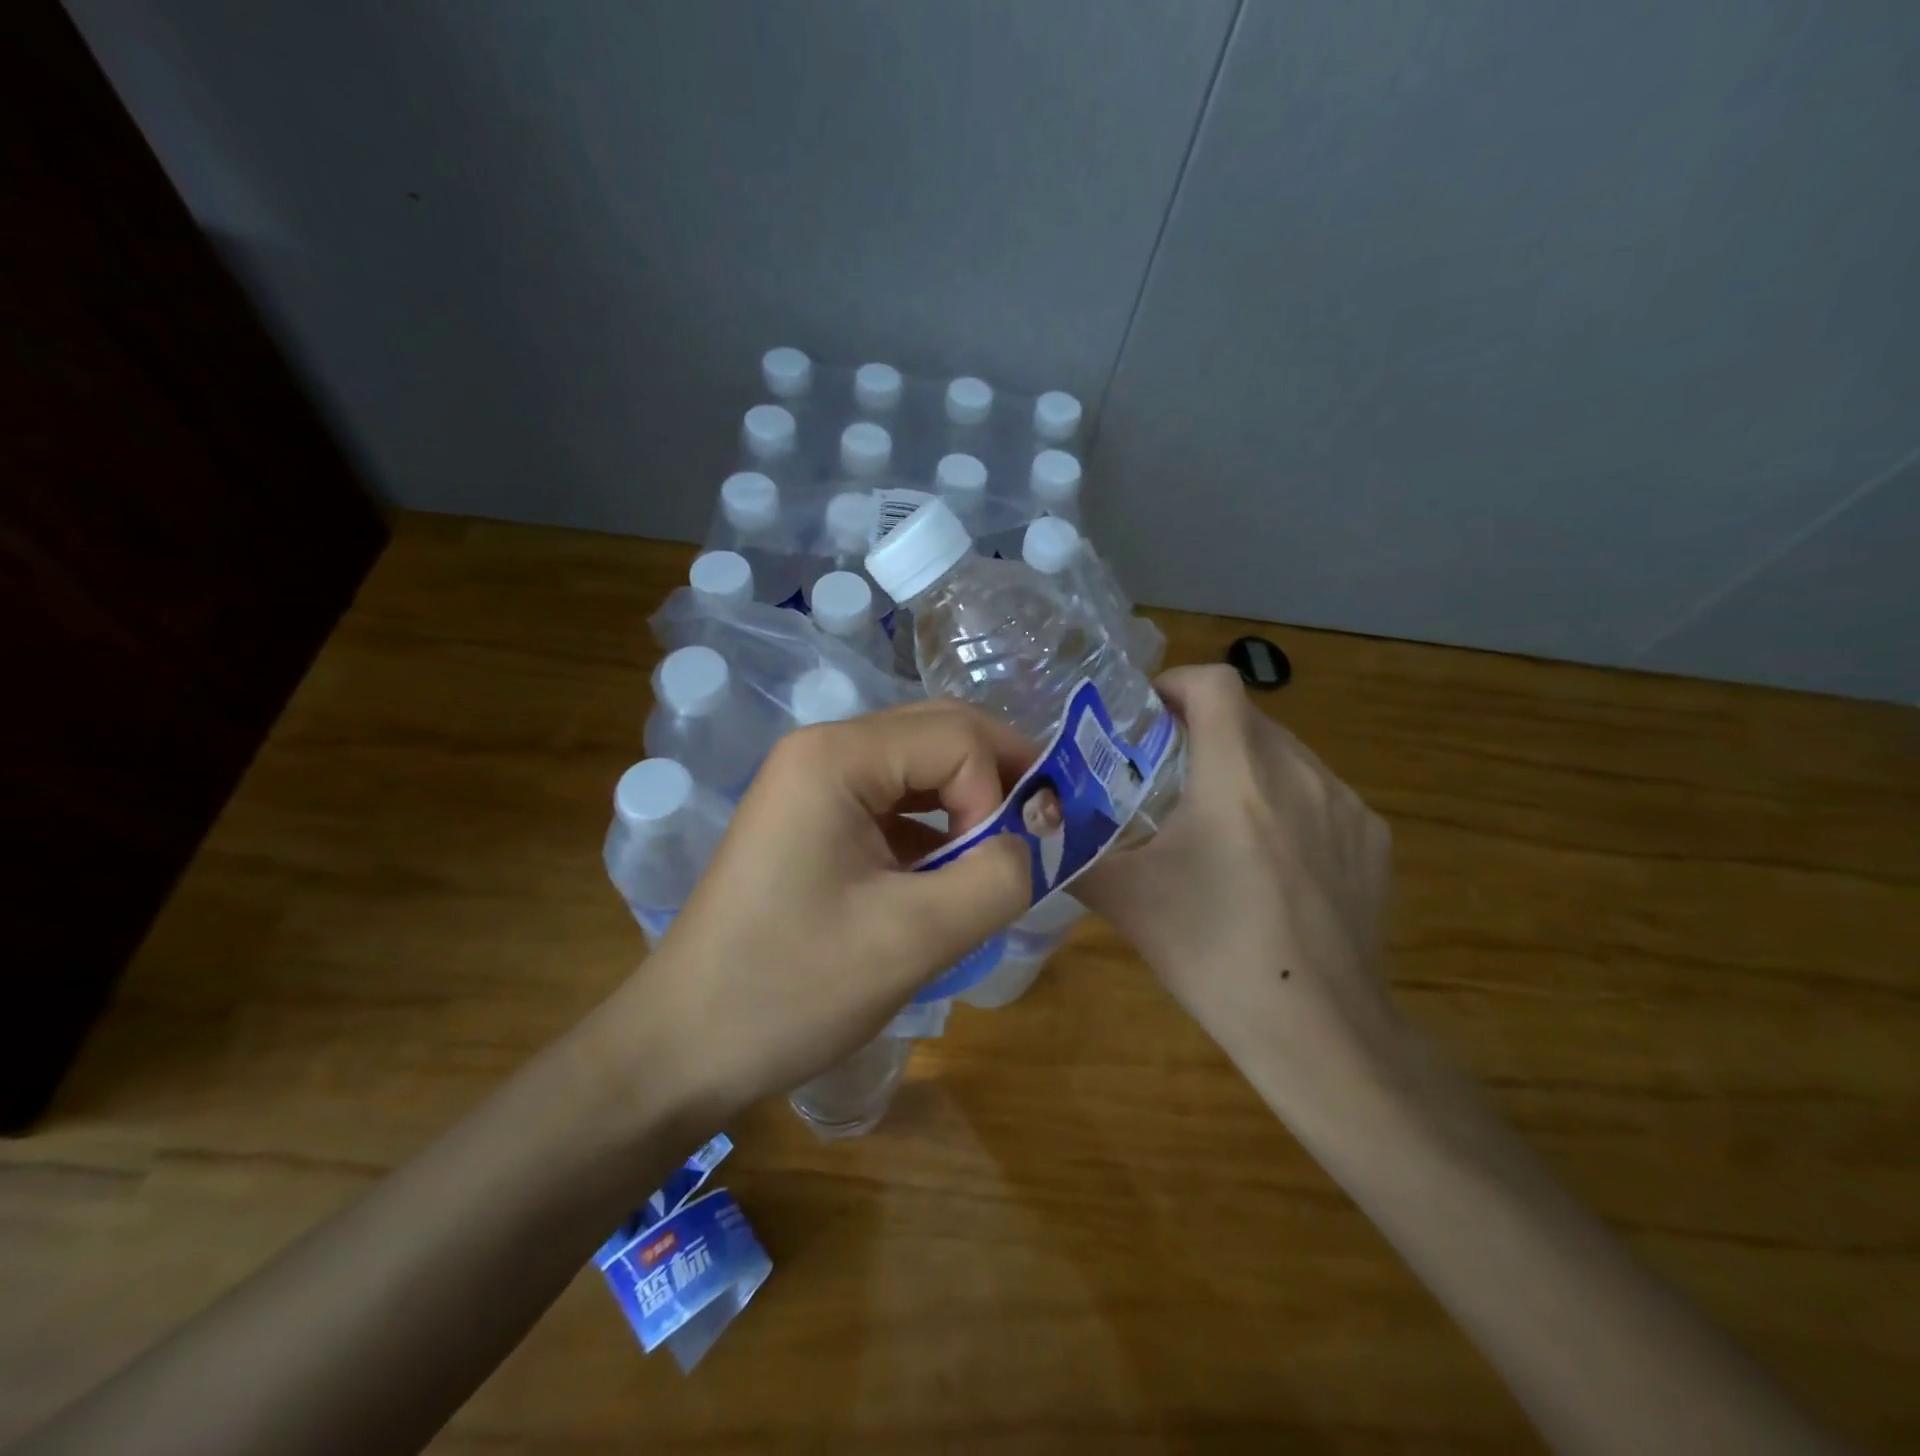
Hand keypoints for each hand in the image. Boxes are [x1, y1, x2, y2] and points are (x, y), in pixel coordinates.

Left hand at [621, 700, 1034, 1111]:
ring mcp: (812, 783)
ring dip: (969, 802)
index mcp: (836, 758)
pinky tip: (951, 869)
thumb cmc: (791, 990)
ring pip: (920, 766)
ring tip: (1001, 854)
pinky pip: (893, 801)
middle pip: (939, 734)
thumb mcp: (913, 939)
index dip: (999, 794)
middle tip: (1042, 831)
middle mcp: (822, 750)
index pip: (957, 738)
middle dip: (998, 778)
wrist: (683, 1047)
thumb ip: (996, 878)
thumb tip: (1029, 843)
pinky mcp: (813, 819)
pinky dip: (936, 826)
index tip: (1002, 867)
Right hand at [1077, 666, 1401, 1131]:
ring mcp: (1346, 805)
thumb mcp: (1125, 899)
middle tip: (1168, 776)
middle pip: (1248, 717)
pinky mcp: (1374, 839)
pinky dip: (1287, 802)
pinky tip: (1273, 861)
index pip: (1215, 683)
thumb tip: (1038, 827)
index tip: (1147, 717)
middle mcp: (1299, 773)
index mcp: (1236, 777)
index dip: (1176, 684)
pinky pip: (1321, 794)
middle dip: (1203, 731)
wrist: (1317, 1028)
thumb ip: (1073, 852)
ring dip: (1246, 766)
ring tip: (1219, 820)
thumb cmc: (1212, 953)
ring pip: (1286, 754)